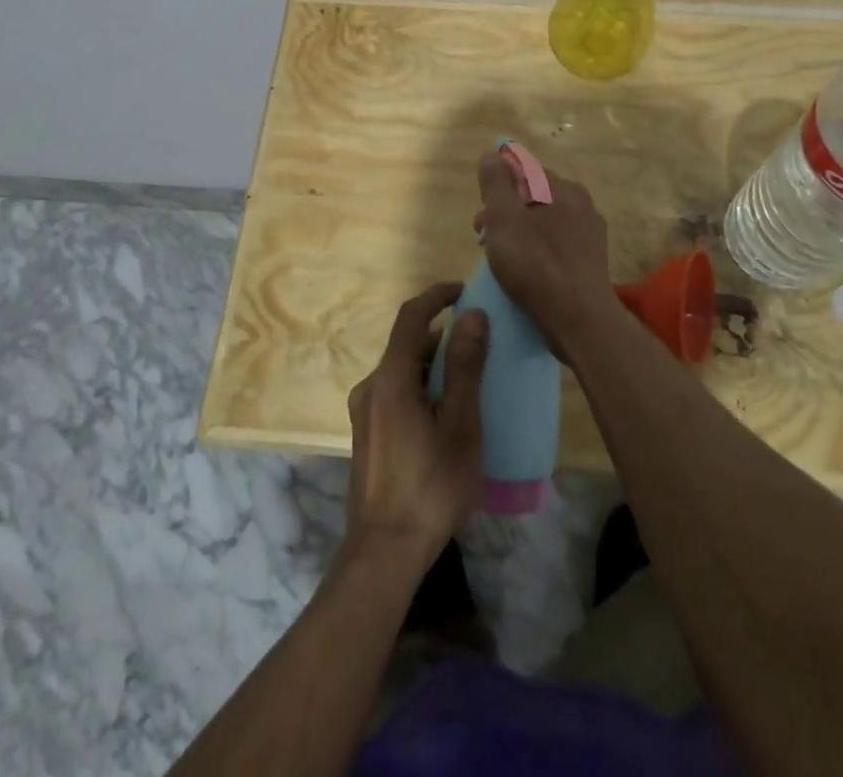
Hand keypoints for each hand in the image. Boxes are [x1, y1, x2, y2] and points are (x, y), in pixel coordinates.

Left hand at [343, 283, 488, 571]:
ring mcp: (364, 412)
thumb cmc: (430, 485)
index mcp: (391, 378)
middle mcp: (371, 386)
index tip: (464, 290)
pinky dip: (420, 387)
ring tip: (468, 379)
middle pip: (406, 344)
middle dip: (441, 335)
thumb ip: (464, 367)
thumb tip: (472, 315)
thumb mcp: (460, 424)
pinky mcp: (367, 435)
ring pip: (401, 371)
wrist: (385, 551)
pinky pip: (395, 393)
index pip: (412, 317)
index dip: (436, 296)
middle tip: (478, 341)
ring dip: (431, 364)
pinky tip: (445, 413)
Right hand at [476, 151, 616, 350]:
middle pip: (533, 193)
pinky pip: (557, 240)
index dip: (496, 185)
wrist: (580, 319)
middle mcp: (580, 201)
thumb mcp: (503, 219)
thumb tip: (492, 154)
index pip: (522, 167)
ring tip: (503, 257)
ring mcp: (590, 230)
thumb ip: (495, 184)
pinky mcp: (591, 257)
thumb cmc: (536, 265)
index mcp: (561, 187)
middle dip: (505, 210)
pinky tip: (528, 269)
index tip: (482, 214)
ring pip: (544, 218)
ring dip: (520, 230)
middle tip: (484, 238)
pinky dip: (538, 247)